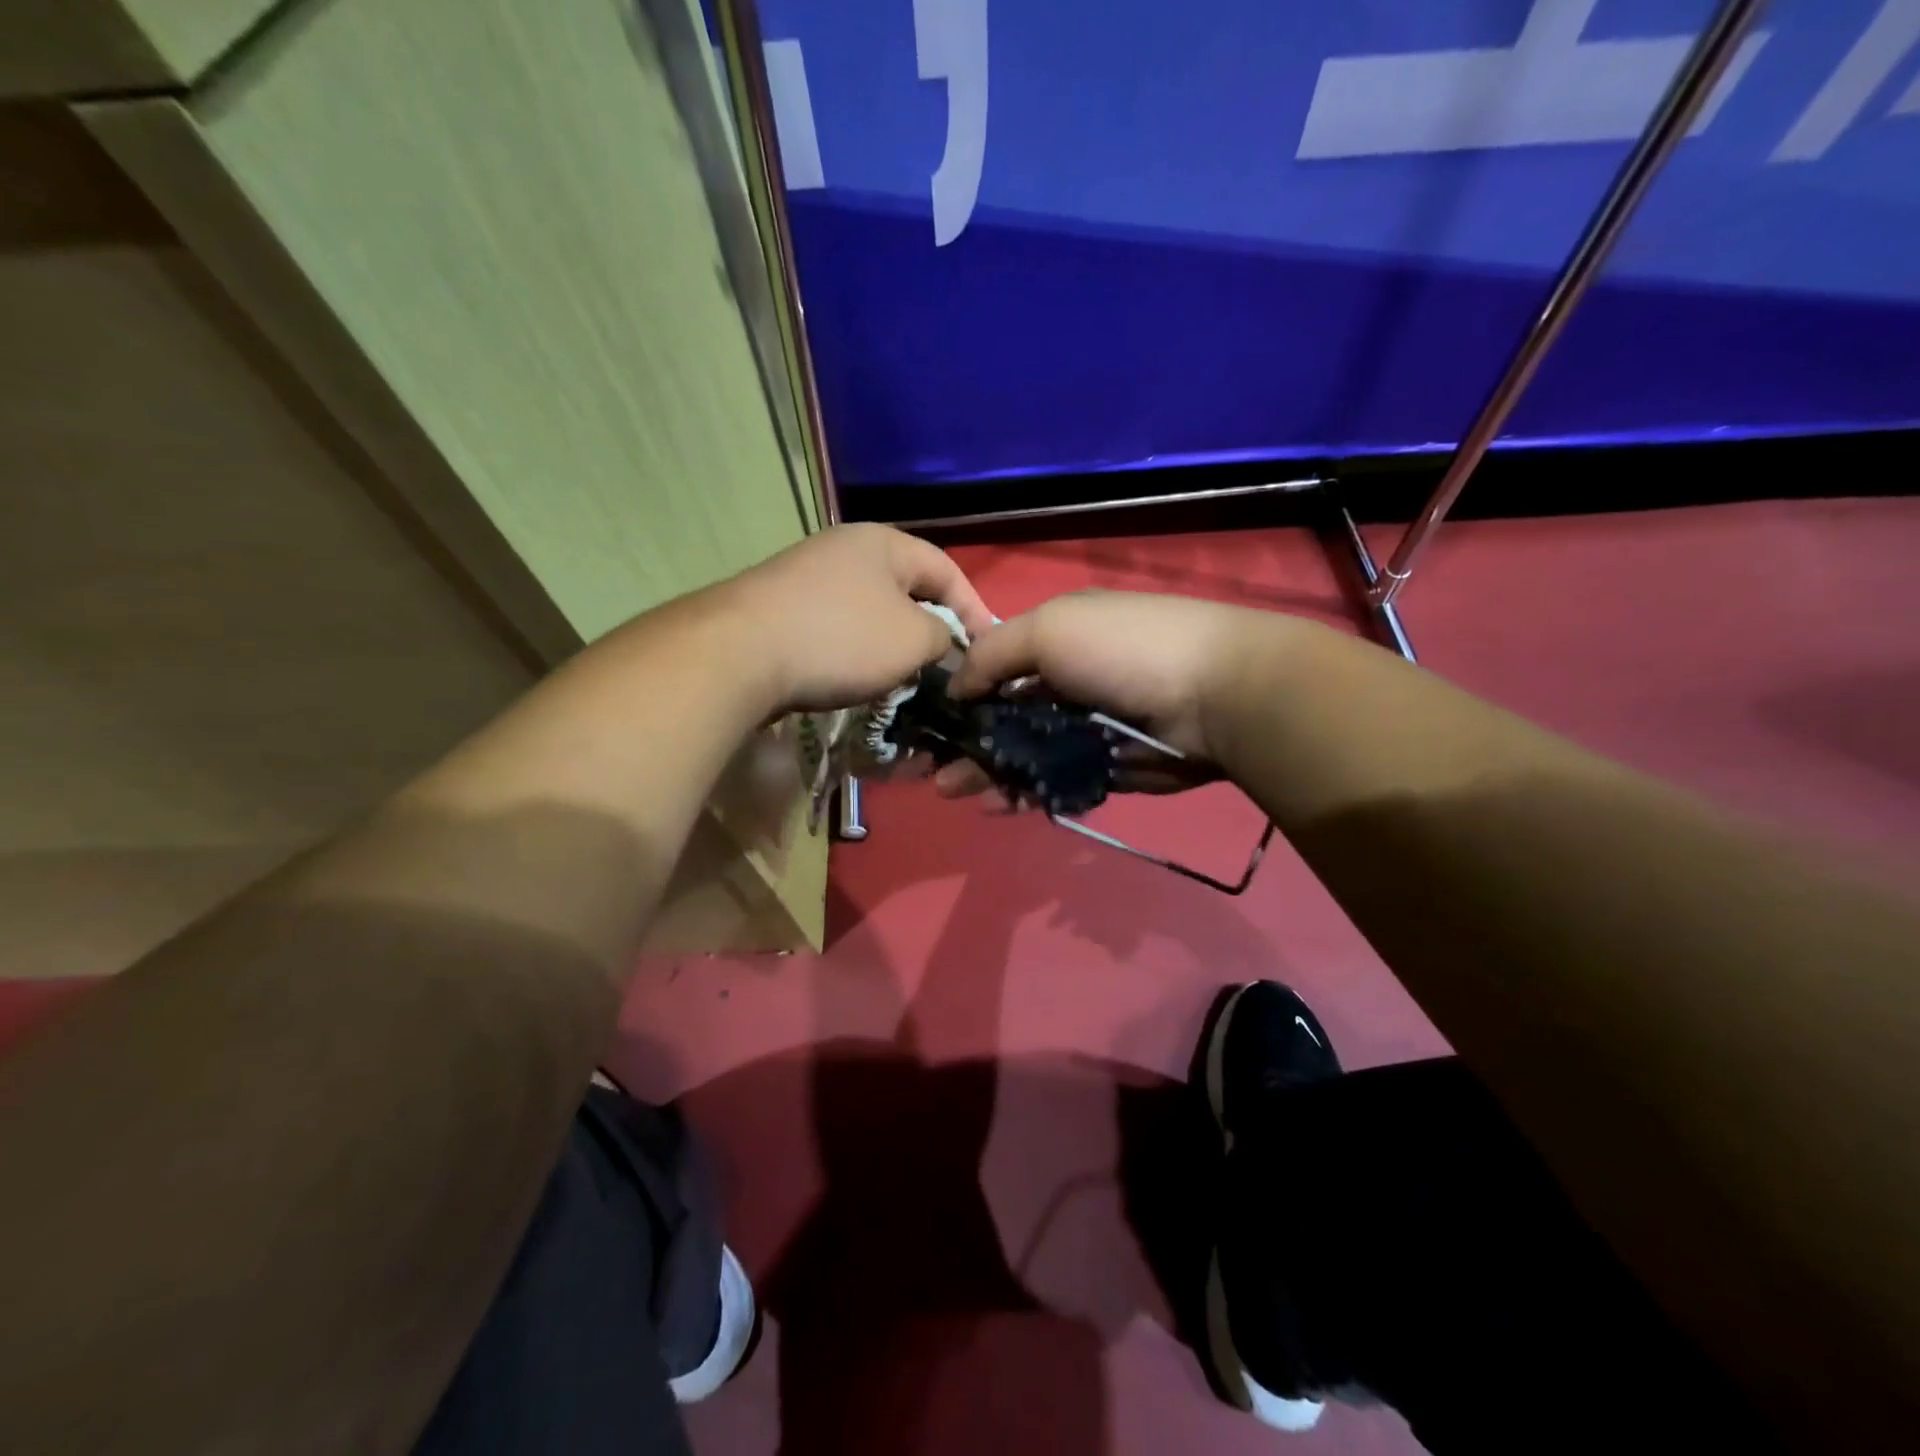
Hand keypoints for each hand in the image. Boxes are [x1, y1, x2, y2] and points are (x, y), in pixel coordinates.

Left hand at [719, 524, 995, 714]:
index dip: (974, 609)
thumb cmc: (841, 638)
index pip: (947, 570)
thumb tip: (941, 643)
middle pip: (906, 590)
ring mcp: (806, 576)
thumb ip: (943, 637)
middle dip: (930, 631)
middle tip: (945, 669)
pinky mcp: (780, 608)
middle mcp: (844, 549)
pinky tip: (854, 680)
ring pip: (870, 613)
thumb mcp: (913, 639)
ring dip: (891, 647)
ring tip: (903, 681)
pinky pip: (836, 629)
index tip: (987, 649)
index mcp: (884, 542)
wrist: (738, 653)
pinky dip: (854, 654)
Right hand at [937, 591, 1267, 796]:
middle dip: (966, 741)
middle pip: (1004, 716)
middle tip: (930, 770)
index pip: (994, 666)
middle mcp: (1067, 682)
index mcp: (1055, 640)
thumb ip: (992, 654)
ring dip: (987, 771)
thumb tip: (955, 686)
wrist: (1215, 696)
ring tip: (952, 792)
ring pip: (1024, 753)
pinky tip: (997, 805)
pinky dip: (1025, 793)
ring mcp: (1086, 728)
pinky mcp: (1105, 767)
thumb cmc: (1124, 650)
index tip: (927, 720)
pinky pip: (1055, 782)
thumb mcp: (1048, 629)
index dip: (960, 692)